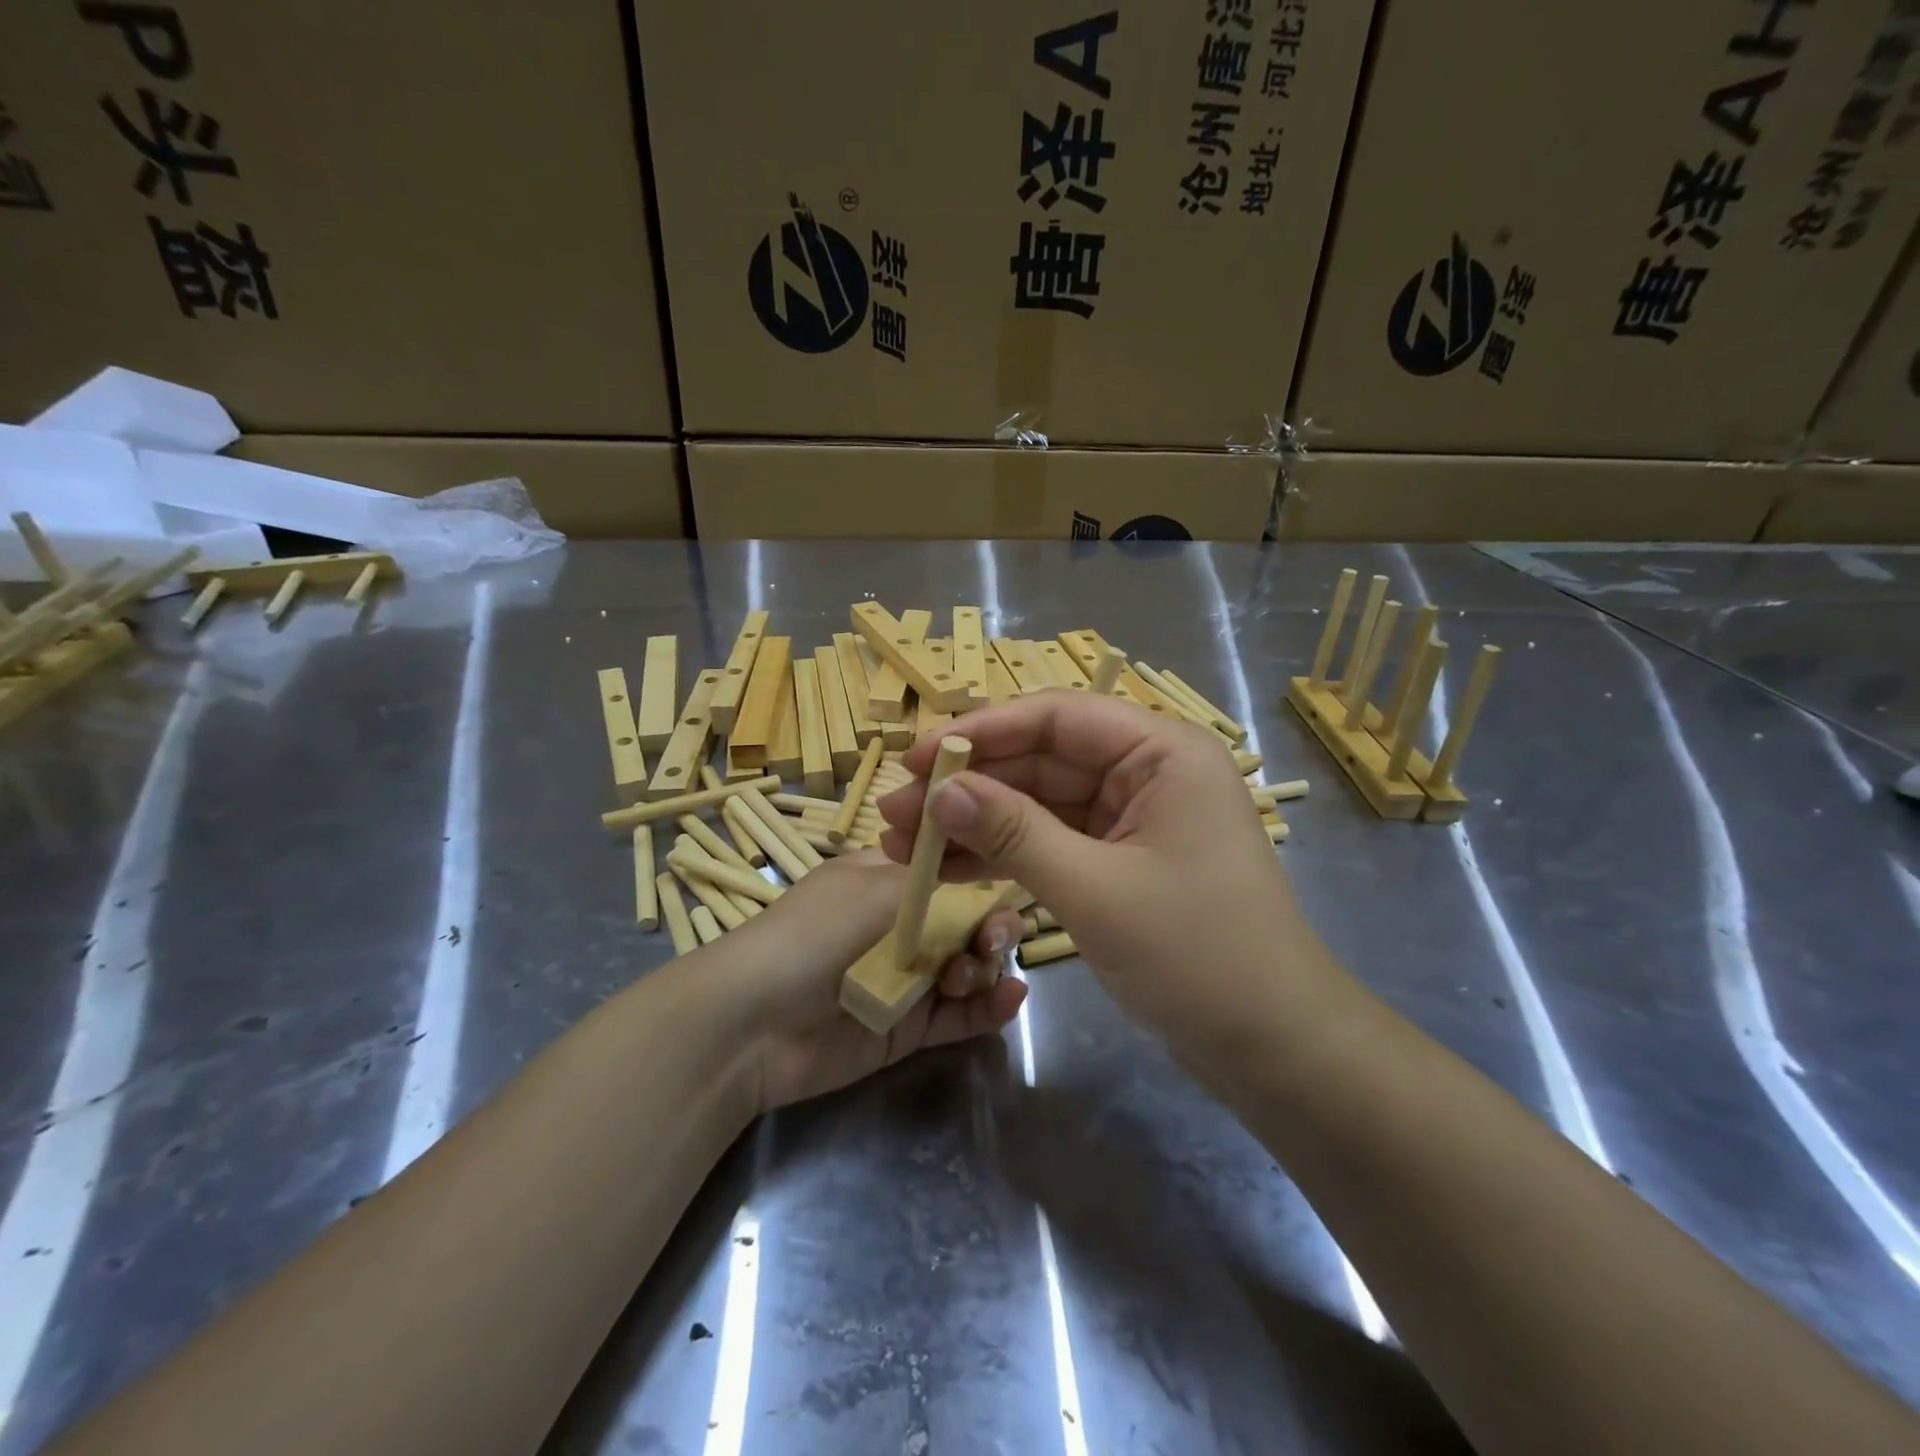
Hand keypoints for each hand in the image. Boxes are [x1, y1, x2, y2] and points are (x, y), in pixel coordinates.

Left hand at [708, 849, 1027, 1112]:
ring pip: (969, 967)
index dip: (983, 881)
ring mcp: (906, 977)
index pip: (951, 874)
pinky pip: (960, 1014)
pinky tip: (1012, 997)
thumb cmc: (815, 934)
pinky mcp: (908, 1027)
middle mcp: (902, 925)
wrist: (754, 1022)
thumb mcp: (876, 889)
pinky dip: (989, 1007)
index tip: (1004, 890)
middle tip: (990, 942)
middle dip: (990, 928)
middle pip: (968, 922)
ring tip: (967, 976)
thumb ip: (941, 887)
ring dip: (985, 967)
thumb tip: (989, 880)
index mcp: (889, 881)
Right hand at [877, 692, 1346, 1070]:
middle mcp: (1148, 773)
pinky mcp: (1120, 862)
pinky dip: (1005, 855)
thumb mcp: (1095, 890)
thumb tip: (939, 790)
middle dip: (969, 785)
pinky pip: (1052, 843)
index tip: (918, 758)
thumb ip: (1014, 834)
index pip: (1057, 717)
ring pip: (1040, 805)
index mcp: (1162, 752)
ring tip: (904, 842)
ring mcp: (1133, 819)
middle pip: (1042, 760)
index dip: (982, 732)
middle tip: (897, 810)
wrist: (1272, 1048)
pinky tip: (950, 868)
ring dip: (977, 822)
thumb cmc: (1197, 956)